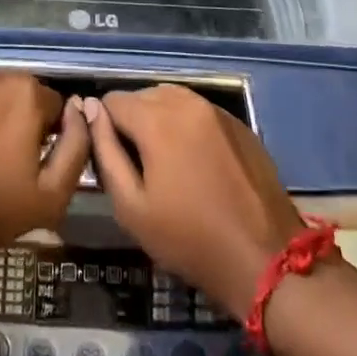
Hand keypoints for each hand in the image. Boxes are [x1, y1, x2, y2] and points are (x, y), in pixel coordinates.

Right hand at [83, 86, 304, 318]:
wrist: (265, 260)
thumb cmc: (189, 239)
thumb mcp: (132, 206)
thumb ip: (105, 151)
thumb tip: (91, 110)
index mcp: (156, 119)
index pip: (113, 100)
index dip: (105, 127)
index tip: (113, 158)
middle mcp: (186, 102)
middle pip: (143, 95)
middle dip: (133, 121)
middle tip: (139, 165)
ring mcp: (216, 110)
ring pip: (172, 98)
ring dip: (160, 119)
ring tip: (165, 161)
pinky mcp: (239, 124)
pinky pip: (199, 111)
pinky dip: (188, 125)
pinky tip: (195, 161)